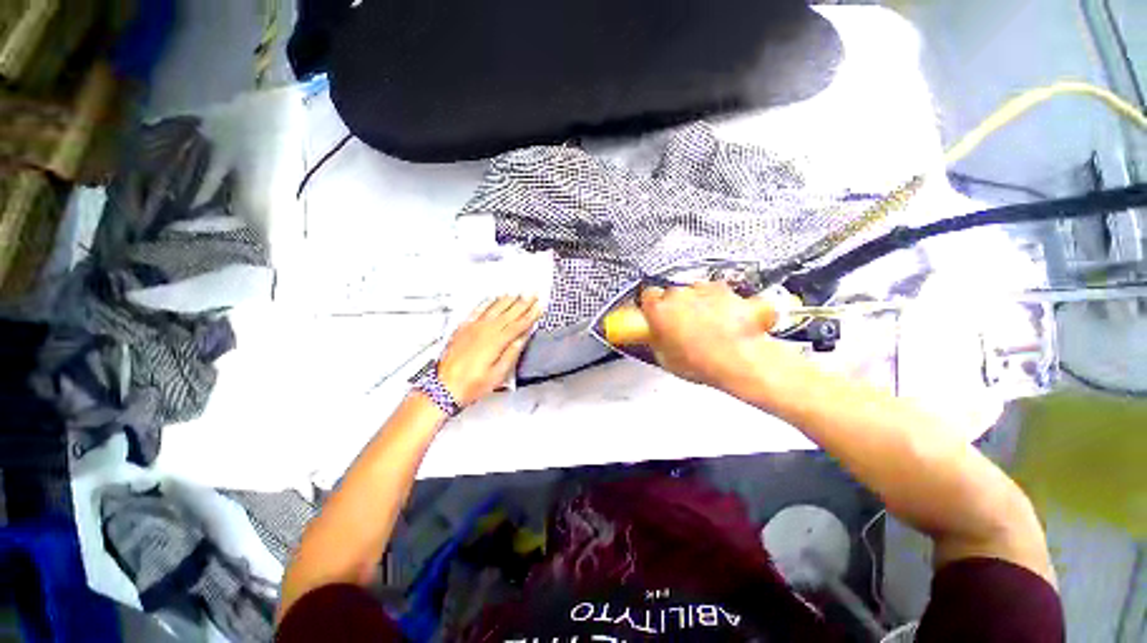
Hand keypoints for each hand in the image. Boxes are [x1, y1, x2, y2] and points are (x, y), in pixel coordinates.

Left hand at [437, 295, 541, 405]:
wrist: (444, 388)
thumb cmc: (472, 384)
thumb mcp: (498, 374)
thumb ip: (512, 353)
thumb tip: (522, 338)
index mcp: (496, 342)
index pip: (519, 325)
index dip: (531, 315)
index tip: (539, 307)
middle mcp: (485, 330)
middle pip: (509, 313)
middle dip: (523, 303)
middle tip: (533, 294)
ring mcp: (473, 327)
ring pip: (494, 308)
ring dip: (507, 300)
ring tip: (517, 292)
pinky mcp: (462, 328)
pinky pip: (477, 310)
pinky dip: (486, 303)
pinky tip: (491, 299)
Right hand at [639, 282, 804, 395]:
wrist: (741, 361)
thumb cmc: (703, 363)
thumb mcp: (665, 360)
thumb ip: (657, 340)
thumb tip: (657, 339)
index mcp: (659, 309)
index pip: (648, 296)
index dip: (653, 306)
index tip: (657, 314)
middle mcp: (680, 294)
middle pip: (674, 293)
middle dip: (678, 307)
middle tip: (685, 327)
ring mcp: (705, 290)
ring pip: (698, 292)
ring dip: (701, 304)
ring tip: (710, 328)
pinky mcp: (729, 291)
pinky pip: (722, 294)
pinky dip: (725, 304)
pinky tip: (728, 322)